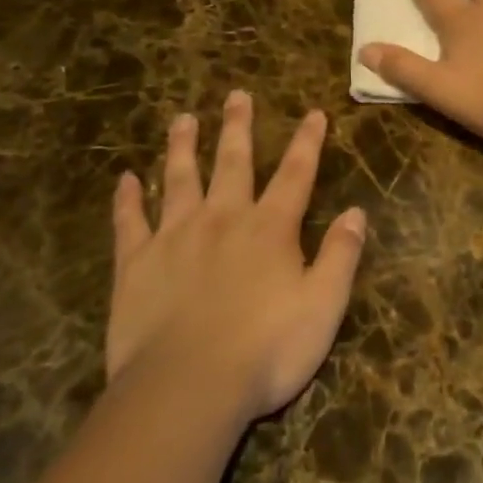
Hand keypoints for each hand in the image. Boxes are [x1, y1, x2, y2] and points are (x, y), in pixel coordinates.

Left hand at [108, 91, 365, 421]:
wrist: (186, 388)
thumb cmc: (265, 350)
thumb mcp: (323, 306)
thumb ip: (340, 255)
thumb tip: (356, 212)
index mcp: (270, 229)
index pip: (295, 174)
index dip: (307, 142)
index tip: (313, 112)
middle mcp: (223, 220)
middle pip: (233, 162)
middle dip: (238, 127)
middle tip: (236, 95)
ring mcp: (175, 238)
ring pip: (180, 179)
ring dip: (183, 147)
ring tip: (183, 118)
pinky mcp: (136, 264)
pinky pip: (130, 223)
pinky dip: (127, 199)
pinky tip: (125, 179)